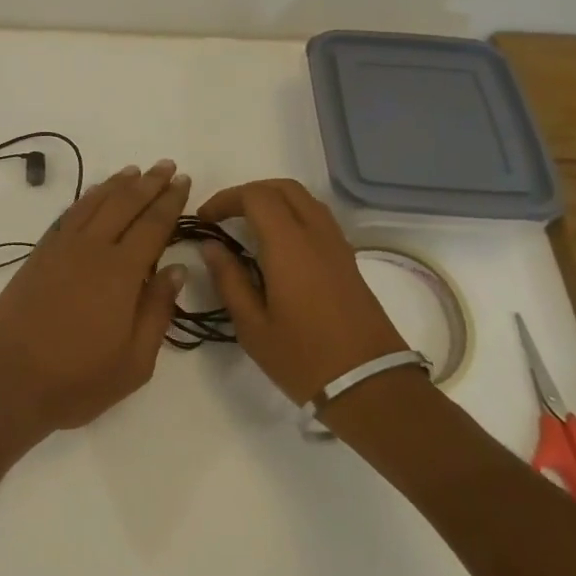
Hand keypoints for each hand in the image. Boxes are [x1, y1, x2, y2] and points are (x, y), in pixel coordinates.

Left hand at [0, 160, 189, 438]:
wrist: (7, 380)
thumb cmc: (77, 380)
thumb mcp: (134, 362)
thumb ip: (158, 311)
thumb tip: (176, 269)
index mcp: (121, 273)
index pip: (153, 226)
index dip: (170, 201)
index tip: (182, 180)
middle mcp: (91, 250)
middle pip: (124, 205)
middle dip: (148, 183)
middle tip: (166, 166)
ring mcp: (60, 249)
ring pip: (94, 204)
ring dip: (116, 185)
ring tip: (134, 171)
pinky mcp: (38, 256)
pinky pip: (68, 215)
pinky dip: (86, 199)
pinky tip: (94, 196)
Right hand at [197, 178, 406, 404]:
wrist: (371, 387)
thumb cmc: (303, 359)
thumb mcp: (252, 326)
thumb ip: (229, 280)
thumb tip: (211, 246)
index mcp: (289, 246)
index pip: (256, 196)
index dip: (225, 199)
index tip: (205, 220)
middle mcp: (316, 236)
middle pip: (283, 188)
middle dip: (249, 193)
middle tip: (224, 216)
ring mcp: (338, 247)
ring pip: (305, 200)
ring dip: (273, 201)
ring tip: (248, 226)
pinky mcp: (349, 261)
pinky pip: (318, 219)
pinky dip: (292, 216)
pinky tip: (277, 246)